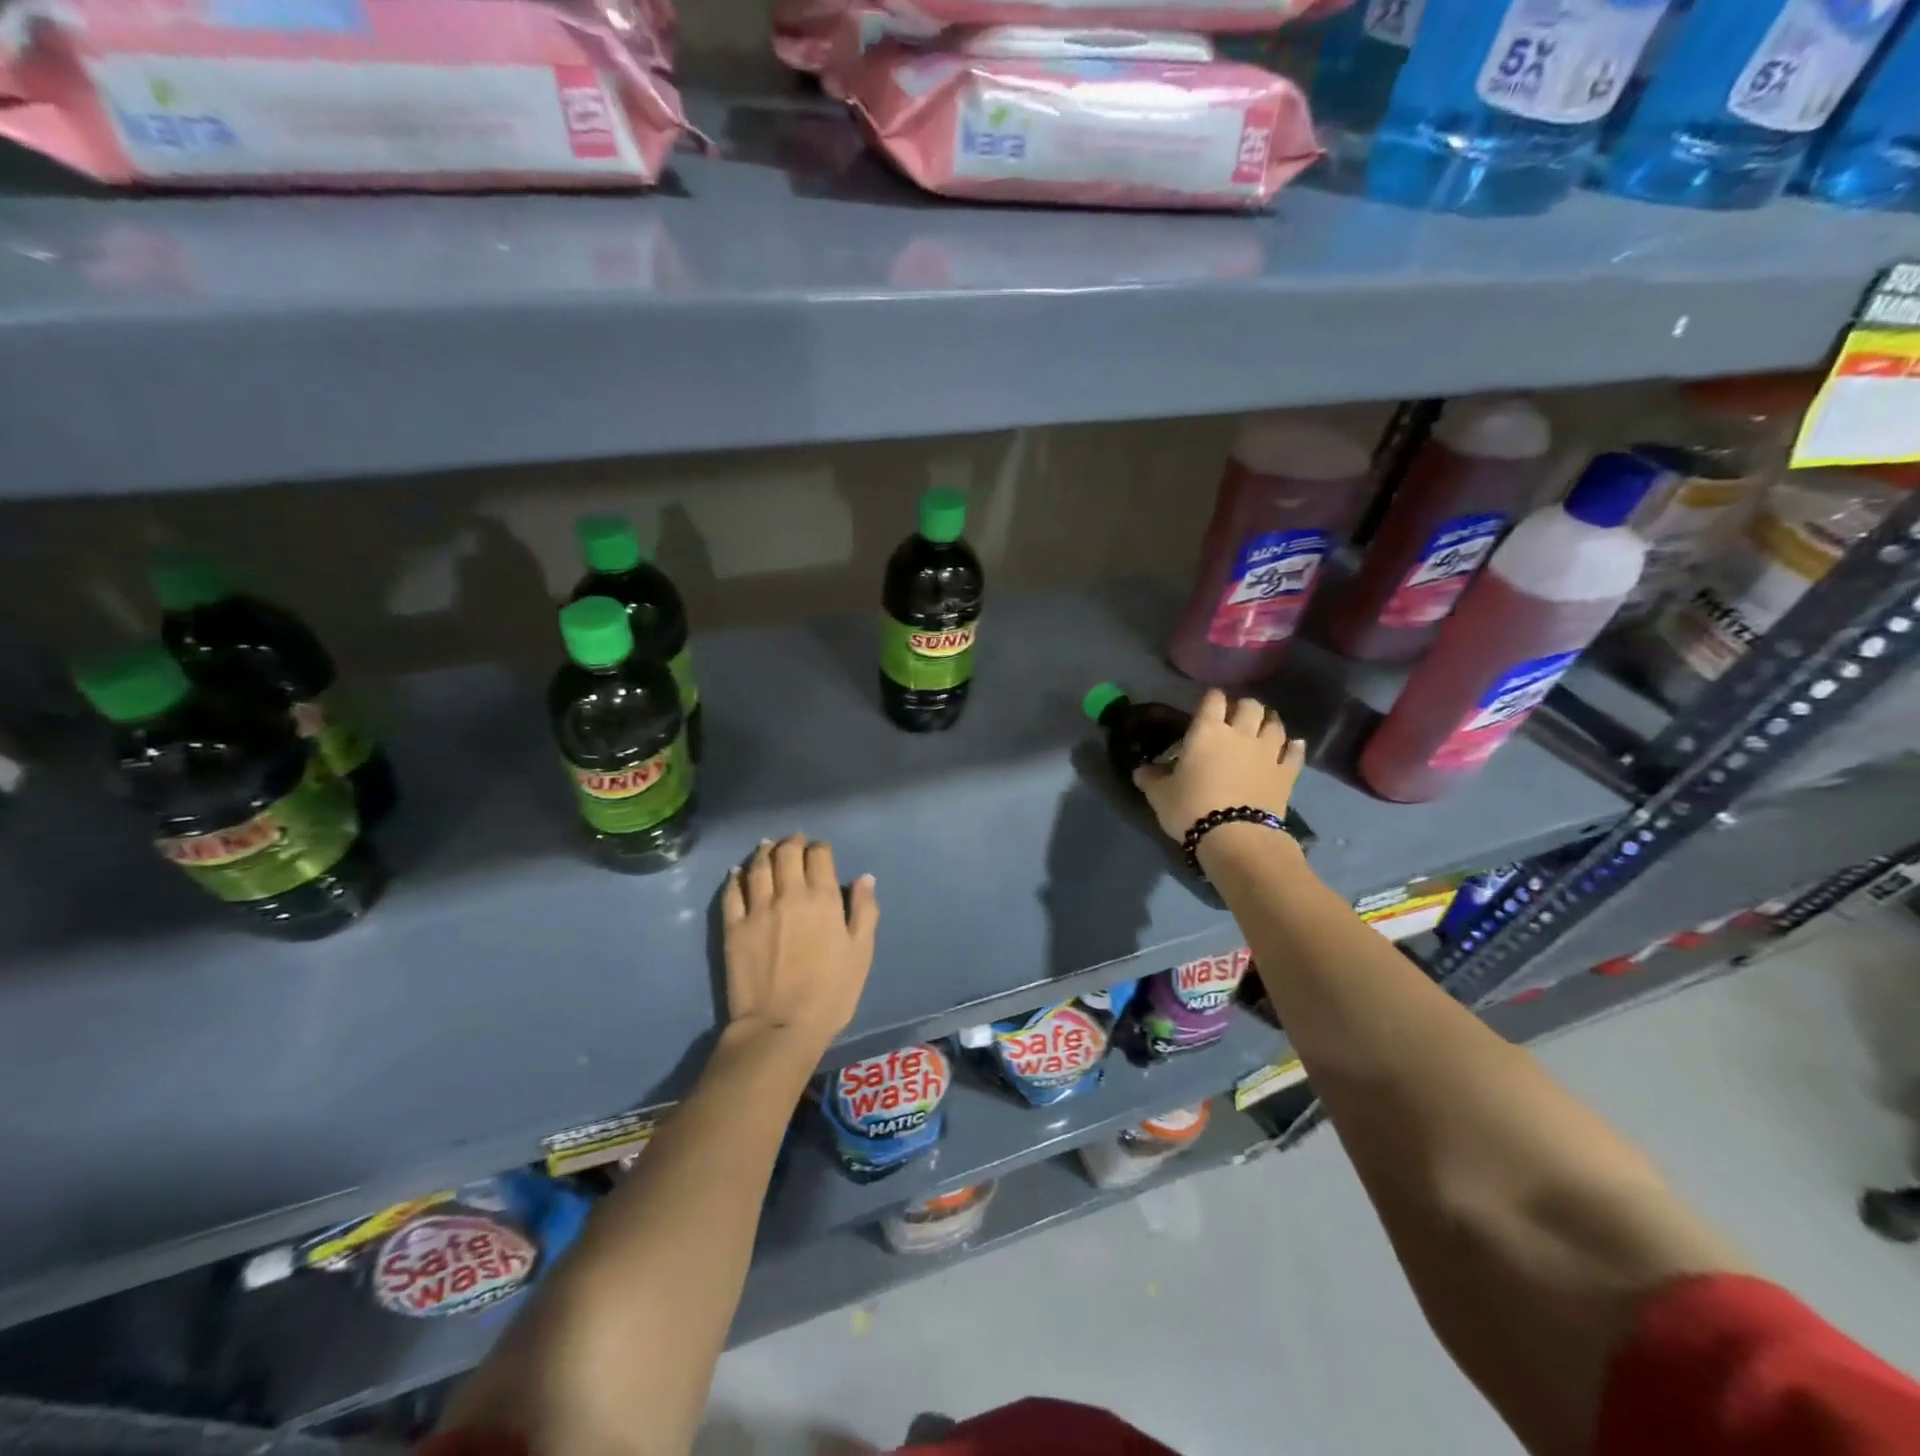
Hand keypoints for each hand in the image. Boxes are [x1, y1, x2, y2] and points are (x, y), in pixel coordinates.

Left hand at [722, 835, 877, 1053]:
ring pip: (758, 866)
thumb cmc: (831, 993)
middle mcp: (789, 894)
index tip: (821, 850)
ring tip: (767, 847)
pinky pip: (732, 892)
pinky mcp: (733, 927)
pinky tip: (738, 873)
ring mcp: (757, 909)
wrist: (780, 1027)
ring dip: (764, 852)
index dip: (820, 848)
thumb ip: (865, 911)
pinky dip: (735, 878)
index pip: (819, 856)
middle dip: (792, 843)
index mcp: (823, 898)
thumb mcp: (861, 953)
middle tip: (795, 842)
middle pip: (786, 853)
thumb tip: (865, 878)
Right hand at [1132, 690, 1304, 841]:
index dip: (1211, 697)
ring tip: (1263, 726)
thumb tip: (1140, 770)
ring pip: (1275, 724)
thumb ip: (1150, 778)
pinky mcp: (1287, 774)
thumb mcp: (1159, 795)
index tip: (1206, 703)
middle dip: (1243, 706)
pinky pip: (1295, 752)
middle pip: (1249, 705)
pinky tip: (1292, 745)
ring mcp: (1268, 752)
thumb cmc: (1191, 808)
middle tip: (1235, 716)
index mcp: (1207, 731)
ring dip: (1269, 721)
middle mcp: (1241, 733)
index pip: (1212, 699)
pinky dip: (1293, 746)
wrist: (1235, 837)